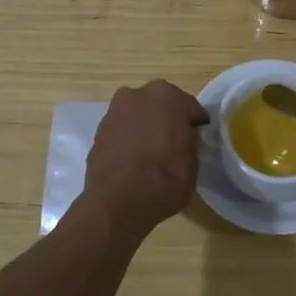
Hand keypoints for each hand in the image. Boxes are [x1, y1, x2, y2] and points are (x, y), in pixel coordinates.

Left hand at [82, 80, 209, 240]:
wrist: (118, 200)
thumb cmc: (165, 178)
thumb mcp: (193, 163)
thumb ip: (190, 143)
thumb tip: (185, 139)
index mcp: (168, 96)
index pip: (190, 108)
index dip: (195, 125)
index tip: (197, 139)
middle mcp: (139, 94)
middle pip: (160, 105)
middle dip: (167, 119)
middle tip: (174, 143)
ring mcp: (115, 111)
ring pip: (138, 115)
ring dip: (145, 127)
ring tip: (150, 153)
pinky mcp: (98, 131)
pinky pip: (122, 131)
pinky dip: (128, 139)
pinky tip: (132, 160)